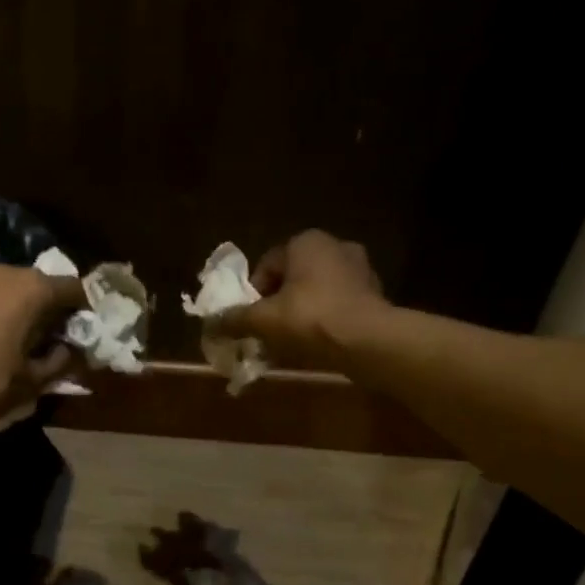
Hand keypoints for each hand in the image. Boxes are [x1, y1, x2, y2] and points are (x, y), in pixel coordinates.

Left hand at [0, 261, 85, 434]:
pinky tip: (0, 346)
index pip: (75, 289)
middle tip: (61, 347)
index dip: (87, 313)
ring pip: (15, 293)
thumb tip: (72, 350)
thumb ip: (59, 362)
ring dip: (28, 316)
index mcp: (29, 287)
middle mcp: (3, 271)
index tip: (90, 338)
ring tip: (30, 351)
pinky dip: (3, 316)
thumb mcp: (29, 383)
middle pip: (43, 287)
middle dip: (56, 314)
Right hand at [214, 230, 388, 369]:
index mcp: (306, 241)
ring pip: (315, 290)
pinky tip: (317, 342)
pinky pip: (337, 303)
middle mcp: (335, 246)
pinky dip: (324, 319)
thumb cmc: (310, 318)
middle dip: (278, 302)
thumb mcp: (262, 320)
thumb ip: (234, 319)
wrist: (368, 341)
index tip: (251, 318)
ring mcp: (360, 268)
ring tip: (291, 339)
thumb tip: (209, 324)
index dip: (253, 294)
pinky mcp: (374, 293)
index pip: (267, 264)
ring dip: (301, 311)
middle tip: (268, 329)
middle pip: (292, 277)